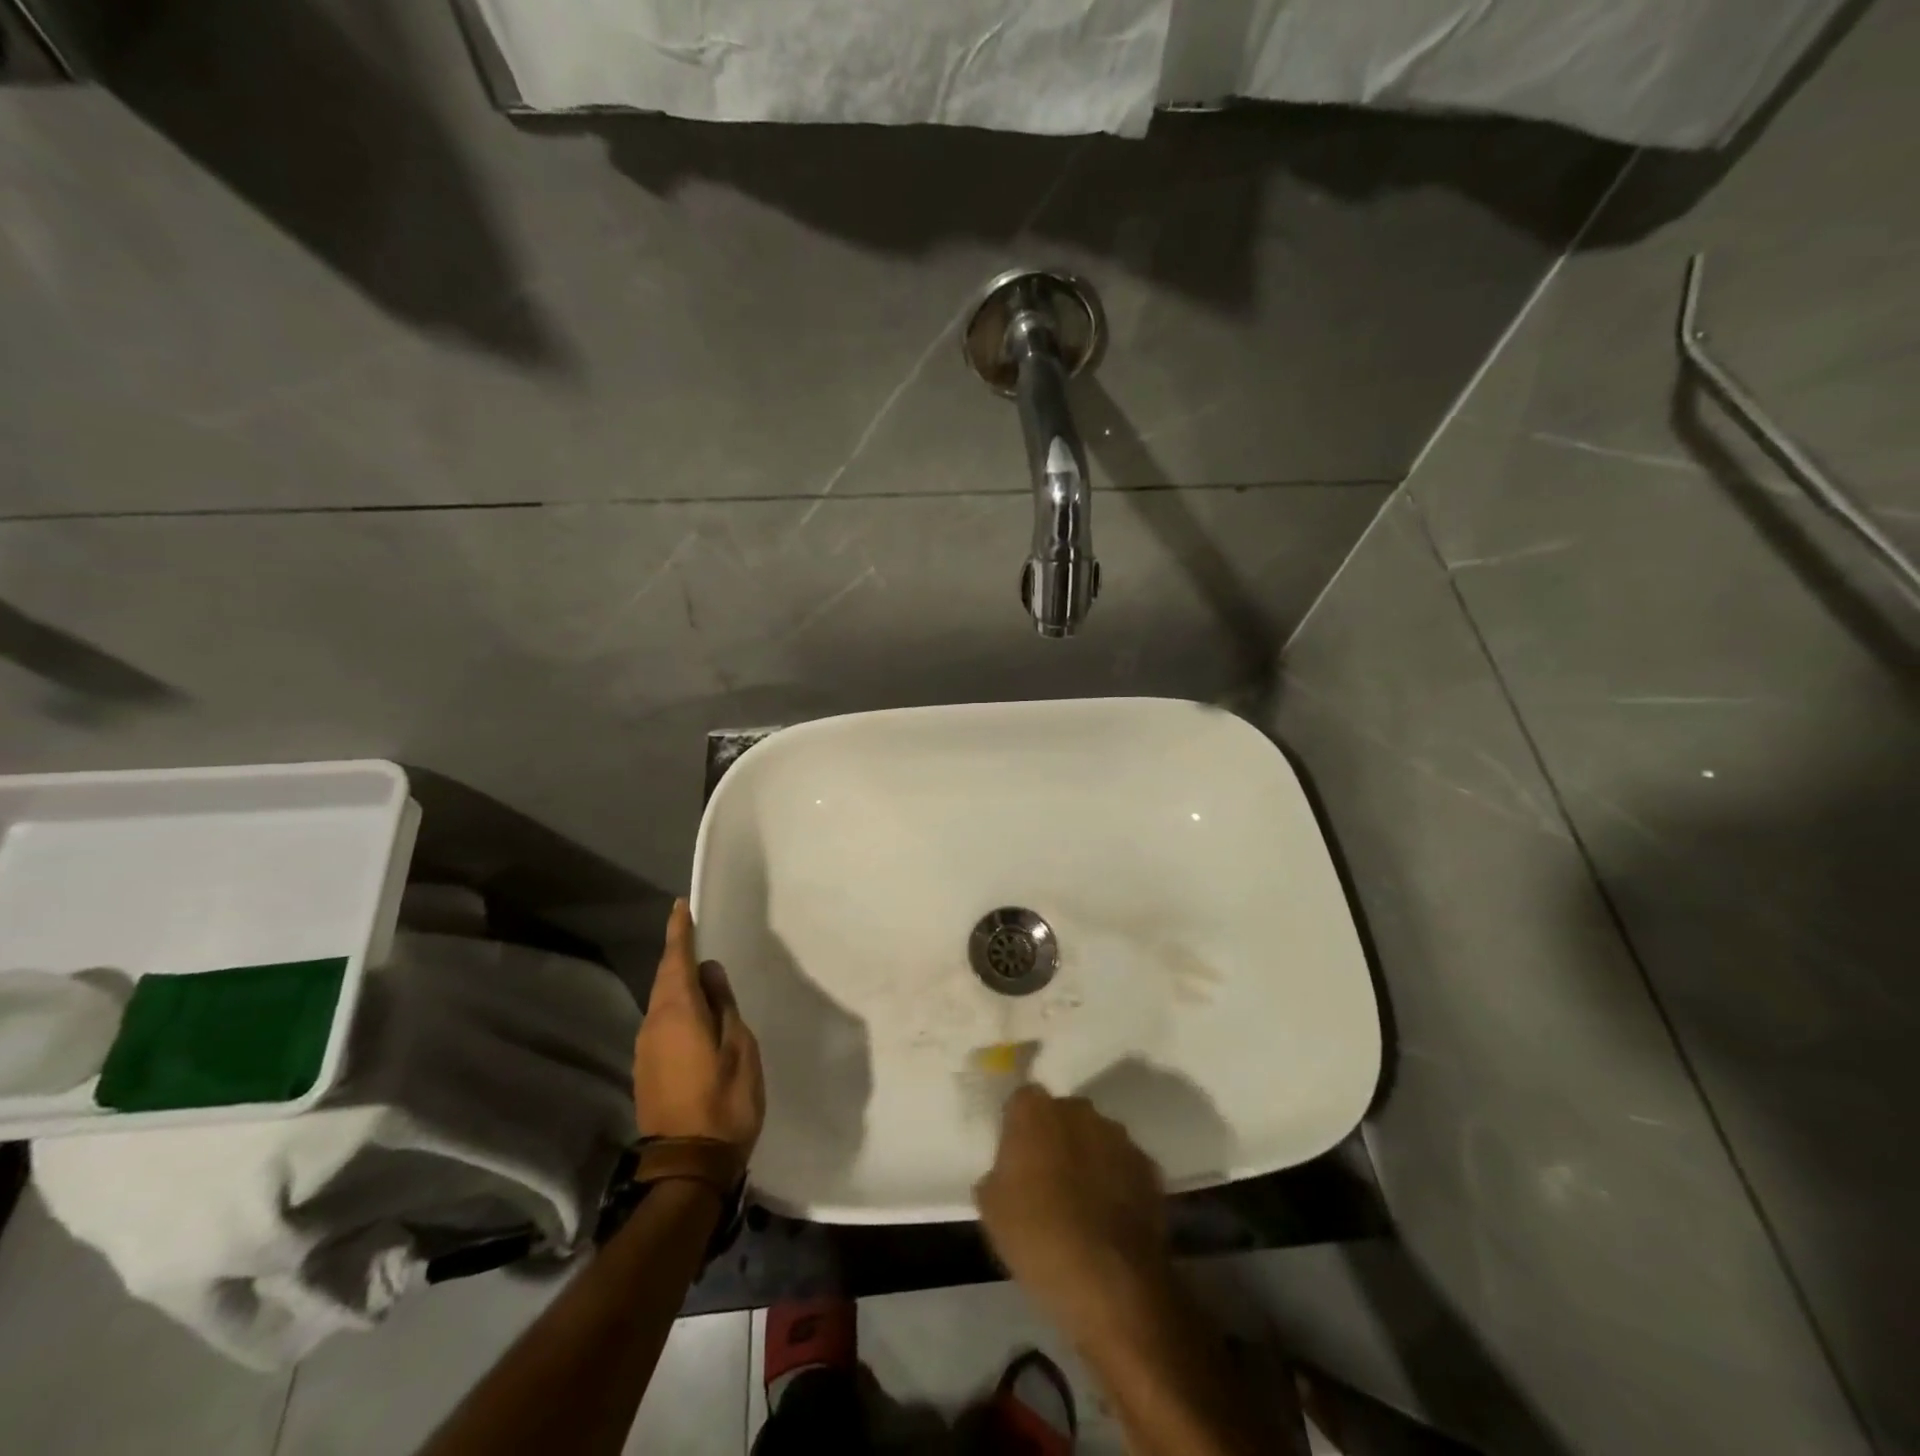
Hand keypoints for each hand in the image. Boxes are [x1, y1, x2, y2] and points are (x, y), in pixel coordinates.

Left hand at [633, 900, 764, 1155]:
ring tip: (699, 971)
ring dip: (676, 981)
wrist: (688, 1165)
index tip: (680, 906)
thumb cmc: (724, 1100)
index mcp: (678, 1012)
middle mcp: (654, 1024)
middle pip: (665, 978)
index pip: (676, 960)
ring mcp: (646, 1049)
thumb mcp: (739, 1046)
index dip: (679, 932)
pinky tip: (694, 1012)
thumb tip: (708, 973)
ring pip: (661, 1001)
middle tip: (693, 933)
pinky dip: (676, 1006)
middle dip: (677, 954)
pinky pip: (661, 1022)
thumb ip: (723, 1005)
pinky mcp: (647, 1069)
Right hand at [974, 1085, 1172, 1337]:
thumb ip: (998, 1173)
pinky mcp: (1148, 1166)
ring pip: (1095, 1138)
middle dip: (1055, 1139)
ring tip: (1082, 1204)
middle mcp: (1078, 1110)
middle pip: (1062, 1115)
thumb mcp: (992, 1210)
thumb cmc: (1038, 1238)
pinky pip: (1123, 1165)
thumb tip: (1009, 1171)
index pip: (1021, 1102)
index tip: (1015, 1158)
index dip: (1018, 1128)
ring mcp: (1118, 1136)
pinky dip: (1117, 1182)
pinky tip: (1109, 1219)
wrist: (1110, 1282)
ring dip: (1088, 1159)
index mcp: (1034, 1111)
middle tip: (1047, 1181)